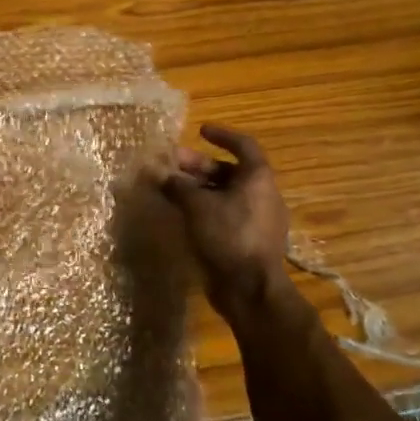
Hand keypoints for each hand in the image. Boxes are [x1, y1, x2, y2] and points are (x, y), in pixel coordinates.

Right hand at [159, 124, 291, 315]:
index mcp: (258, 179)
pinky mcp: (247, 241)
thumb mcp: (197, 206)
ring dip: (198, 189)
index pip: (244, 146)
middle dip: (198, 166)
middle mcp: (262, 195)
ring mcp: (257, 220)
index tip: (200, 131)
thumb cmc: (229, 236)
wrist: (250, 289)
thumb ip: (177, 186)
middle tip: (171, 164)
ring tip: (170, 190)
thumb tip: (157, 173)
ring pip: (224, 195)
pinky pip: (224, 215)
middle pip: (229, 172)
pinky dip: (204, 209)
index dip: (222, 135)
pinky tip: (182, 214)